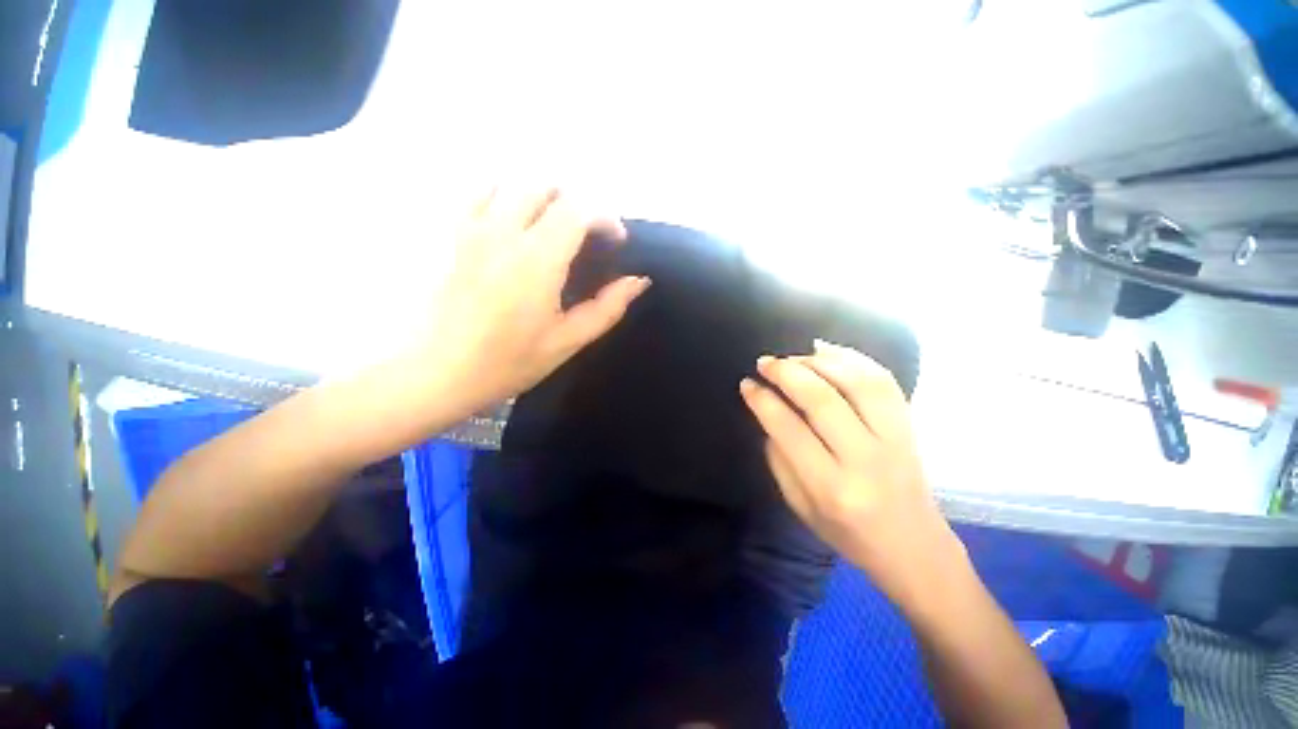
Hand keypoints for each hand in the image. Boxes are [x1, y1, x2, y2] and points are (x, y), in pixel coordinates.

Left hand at [415, 186, 649, 407]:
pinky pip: (474, 193)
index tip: (615, 241)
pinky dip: (501, 196)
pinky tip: (507, 223)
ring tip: (548, 224)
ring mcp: (468, 227)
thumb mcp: (566, 341)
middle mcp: (503, 231)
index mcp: (538, 260)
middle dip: (575, 203)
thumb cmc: (506, 363)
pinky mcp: (445, 234)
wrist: (433, 374)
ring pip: (509, 182)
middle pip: (545, 186)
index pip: (579, 209)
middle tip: (585, 234)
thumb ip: (607, 308)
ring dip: (539, 196)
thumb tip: (639, 281)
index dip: (605, 218)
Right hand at [739, 340, 963, 607]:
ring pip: (857, 383)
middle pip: (822, 400)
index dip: (763, 400)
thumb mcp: (799, 506)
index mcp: (831, 488)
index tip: (747, 383)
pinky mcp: (910, 427)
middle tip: (765, 362)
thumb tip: (768, 412)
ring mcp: (895, 440)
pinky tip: (828, 350)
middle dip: (787, 372)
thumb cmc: (848, 533)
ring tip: (793, 355)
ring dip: (819, 361)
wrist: (914, 548)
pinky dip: (853, 358)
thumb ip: (779, 458)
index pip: (789, 429)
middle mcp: (865, 460)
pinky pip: (884, 381)